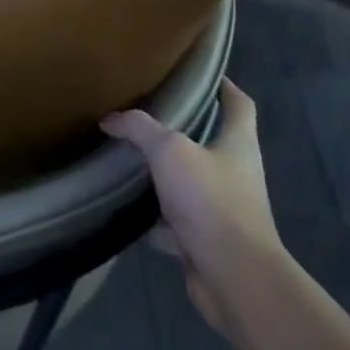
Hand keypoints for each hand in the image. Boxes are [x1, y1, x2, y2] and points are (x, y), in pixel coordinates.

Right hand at [102, 79, 281, 336]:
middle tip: (147, 114)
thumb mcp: (170, 152)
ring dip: (166, 175)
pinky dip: (155, 218)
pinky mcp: (207, 240)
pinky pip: (176, 222)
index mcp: (238, 144)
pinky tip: (128, 211)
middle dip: (183, 130)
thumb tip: (110, 118)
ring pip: (190, 183)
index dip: (223, 85)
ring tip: (130, 158)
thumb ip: (139, 129)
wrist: (233, 276)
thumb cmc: (211, 201)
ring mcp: (223, 209)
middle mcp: (236, 173)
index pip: (239, 104)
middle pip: (212, 142)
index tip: (199, 73)